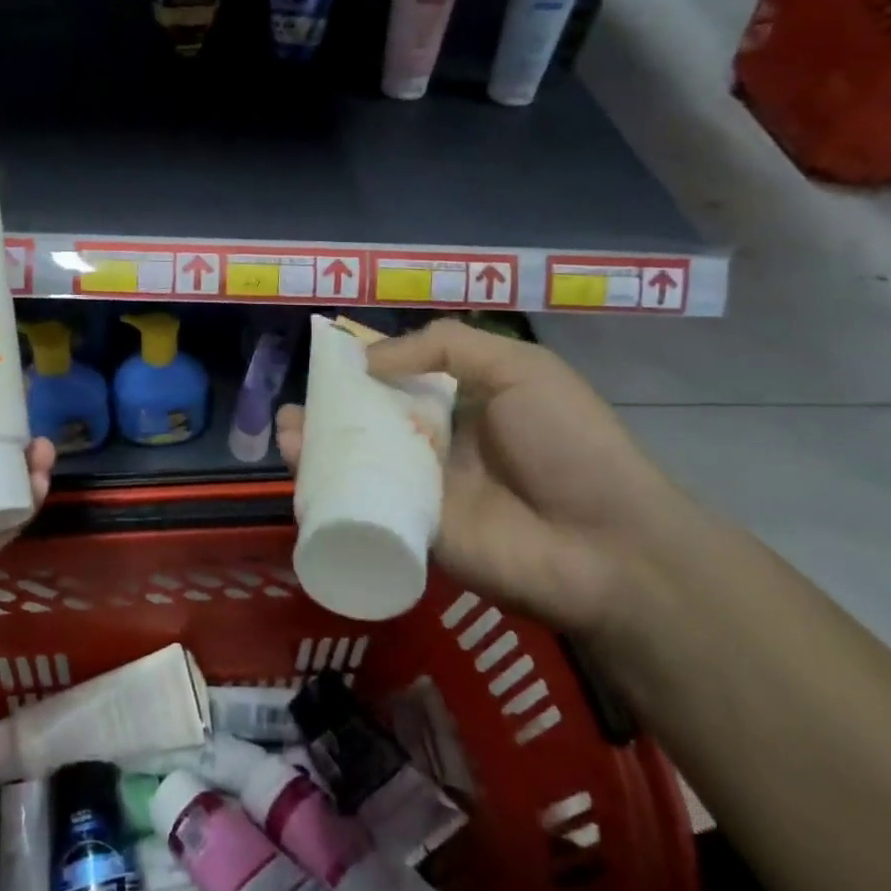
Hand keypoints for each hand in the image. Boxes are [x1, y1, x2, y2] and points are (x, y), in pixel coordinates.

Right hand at [277, 319, 707, 632]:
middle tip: (293, 407)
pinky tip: (299, 474)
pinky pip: (364, 507)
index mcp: (462, 403)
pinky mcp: (413, 532)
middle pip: (371, 423)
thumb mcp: (519, 368)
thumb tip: (369, 359)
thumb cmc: (567, 442)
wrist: (606, 543)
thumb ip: (446, 346)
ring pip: (360, 463)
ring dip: (318, 448)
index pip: (400, 381)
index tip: (325, 362)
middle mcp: (437, 445)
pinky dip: (328, 491)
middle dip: (329, 412)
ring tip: (285, 433)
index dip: (362, 371)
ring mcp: (423, 491)